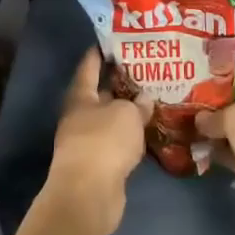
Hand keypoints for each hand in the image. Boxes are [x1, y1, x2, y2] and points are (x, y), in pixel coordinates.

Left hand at [6, 49, 150, 234]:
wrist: (89, 194)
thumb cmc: (104, 142)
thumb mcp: (127, 114)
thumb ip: (138, 104)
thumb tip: (145, 99)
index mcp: (81, 97)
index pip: (89, 67)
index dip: (99, 53)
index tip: (113, 40)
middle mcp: (80, 117)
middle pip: (101, 94)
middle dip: (121, 84)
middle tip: (147, 70)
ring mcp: (87, 142)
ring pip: (111, 120)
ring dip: (128, 112)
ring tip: (154, 99)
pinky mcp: (99, 164)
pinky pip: (117, 142)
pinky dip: (131, 135)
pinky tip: (149, 130)